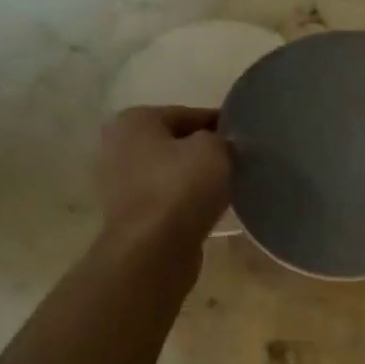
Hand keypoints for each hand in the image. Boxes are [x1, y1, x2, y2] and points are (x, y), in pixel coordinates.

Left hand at [95, 106, 230, 246]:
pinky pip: (166, 199)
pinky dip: (185, 202)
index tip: (244, 137)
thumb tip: (223, 145)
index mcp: (135, 120)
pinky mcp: (129, 215)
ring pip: (170, 173)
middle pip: (175, 143)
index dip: (220, 124)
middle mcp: (119, 146)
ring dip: (195, 179)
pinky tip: (207, 209)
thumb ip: (221, 139)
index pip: (188, 114)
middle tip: (237, 162)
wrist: (153, 250)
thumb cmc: (180, 188)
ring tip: (226, 187)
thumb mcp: (213, 149)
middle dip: (204, 152)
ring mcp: (119, 183)